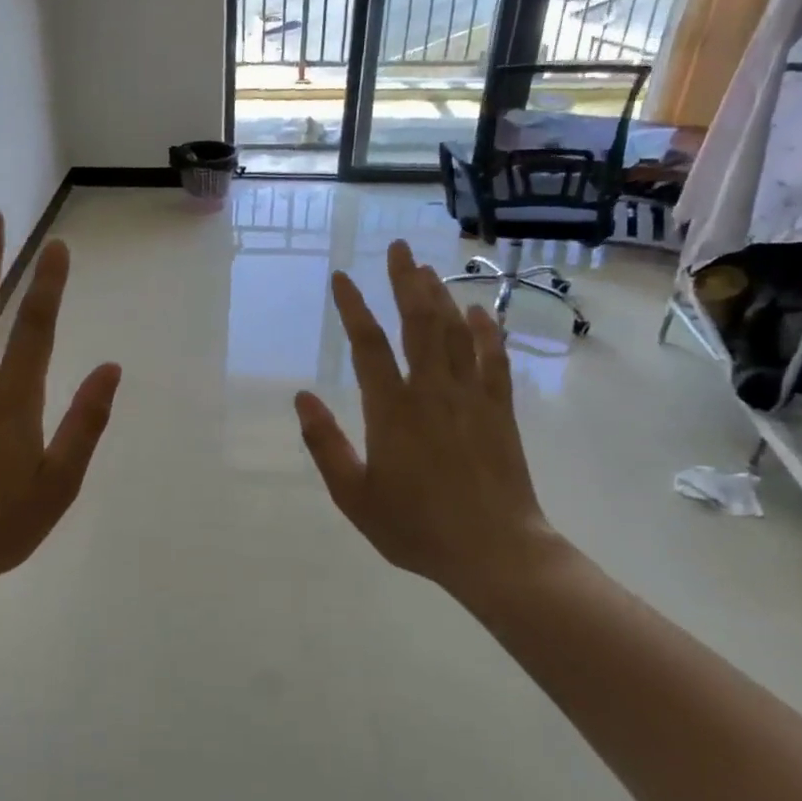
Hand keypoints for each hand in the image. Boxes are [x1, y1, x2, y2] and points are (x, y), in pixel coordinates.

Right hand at [294, 240, 557, 598]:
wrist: (495, 553)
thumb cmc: (416, 528)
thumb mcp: (354, 496)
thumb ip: (325, 444)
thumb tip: (302, 398)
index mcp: (392, 411)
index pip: (369, 345)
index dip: (353, 308)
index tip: (341, 277)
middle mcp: (432, 392)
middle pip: (419, 322)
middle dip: (406, 281)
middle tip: (398, 247)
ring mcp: (471, 397)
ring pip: (454, 332)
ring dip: (440, 295)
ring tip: (426, 267)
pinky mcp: (499, 411)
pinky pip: (493, 359)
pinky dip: (485, 331)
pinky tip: (478, 310)